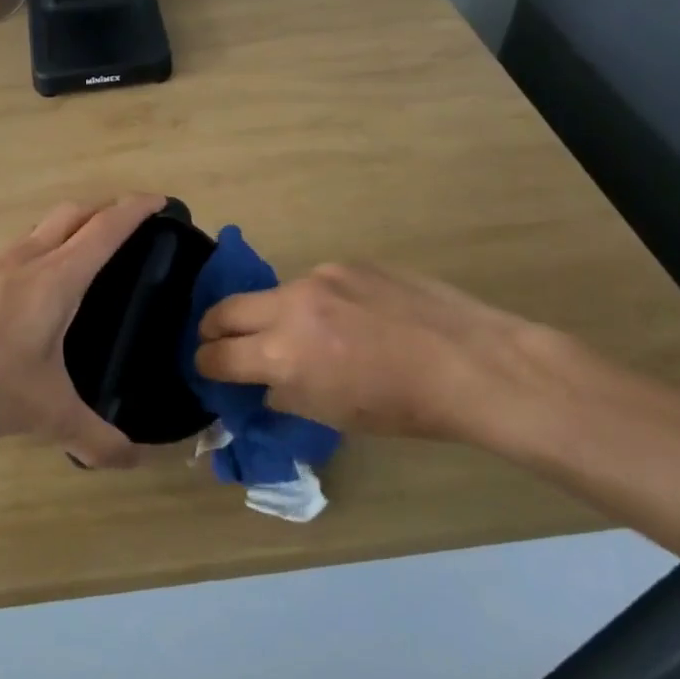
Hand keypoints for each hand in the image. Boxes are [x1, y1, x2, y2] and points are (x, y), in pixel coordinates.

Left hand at [0, 194, 166, 467]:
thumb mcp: (47, 412)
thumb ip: (94, 438)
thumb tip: (132, 462)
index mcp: (57, 277)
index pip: (106, 229)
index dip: (136, 210)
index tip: (160, 200)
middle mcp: (27, 260)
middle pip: (72, 214)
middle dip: (104, 210)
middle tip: (127, 226)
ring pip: (40, 229)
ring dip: (68, 227)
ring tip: (85, 253)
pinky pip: (16, 251)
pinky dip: (39, 250)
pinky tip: (35, 287)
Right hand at [194, 262, 553, 440]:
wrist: (473, 364)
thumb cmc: (403, 407)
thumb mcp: (331, 415)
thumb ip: (283, 392)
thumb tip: (261, 382)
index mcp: (283, 354)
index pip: (216, 355)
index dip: (206, 365)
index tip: (210, 369)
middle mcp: (290, 306)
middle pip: (223, 310)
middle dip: (214, 330)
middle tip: (224, 344)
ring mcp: (319, 278)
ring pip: (272, 295)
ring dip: (272, 315)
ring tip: (308, 334)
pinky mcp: (347, 263)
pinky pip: (314, 283)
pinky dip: (316, 303)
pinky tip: (352, 318)